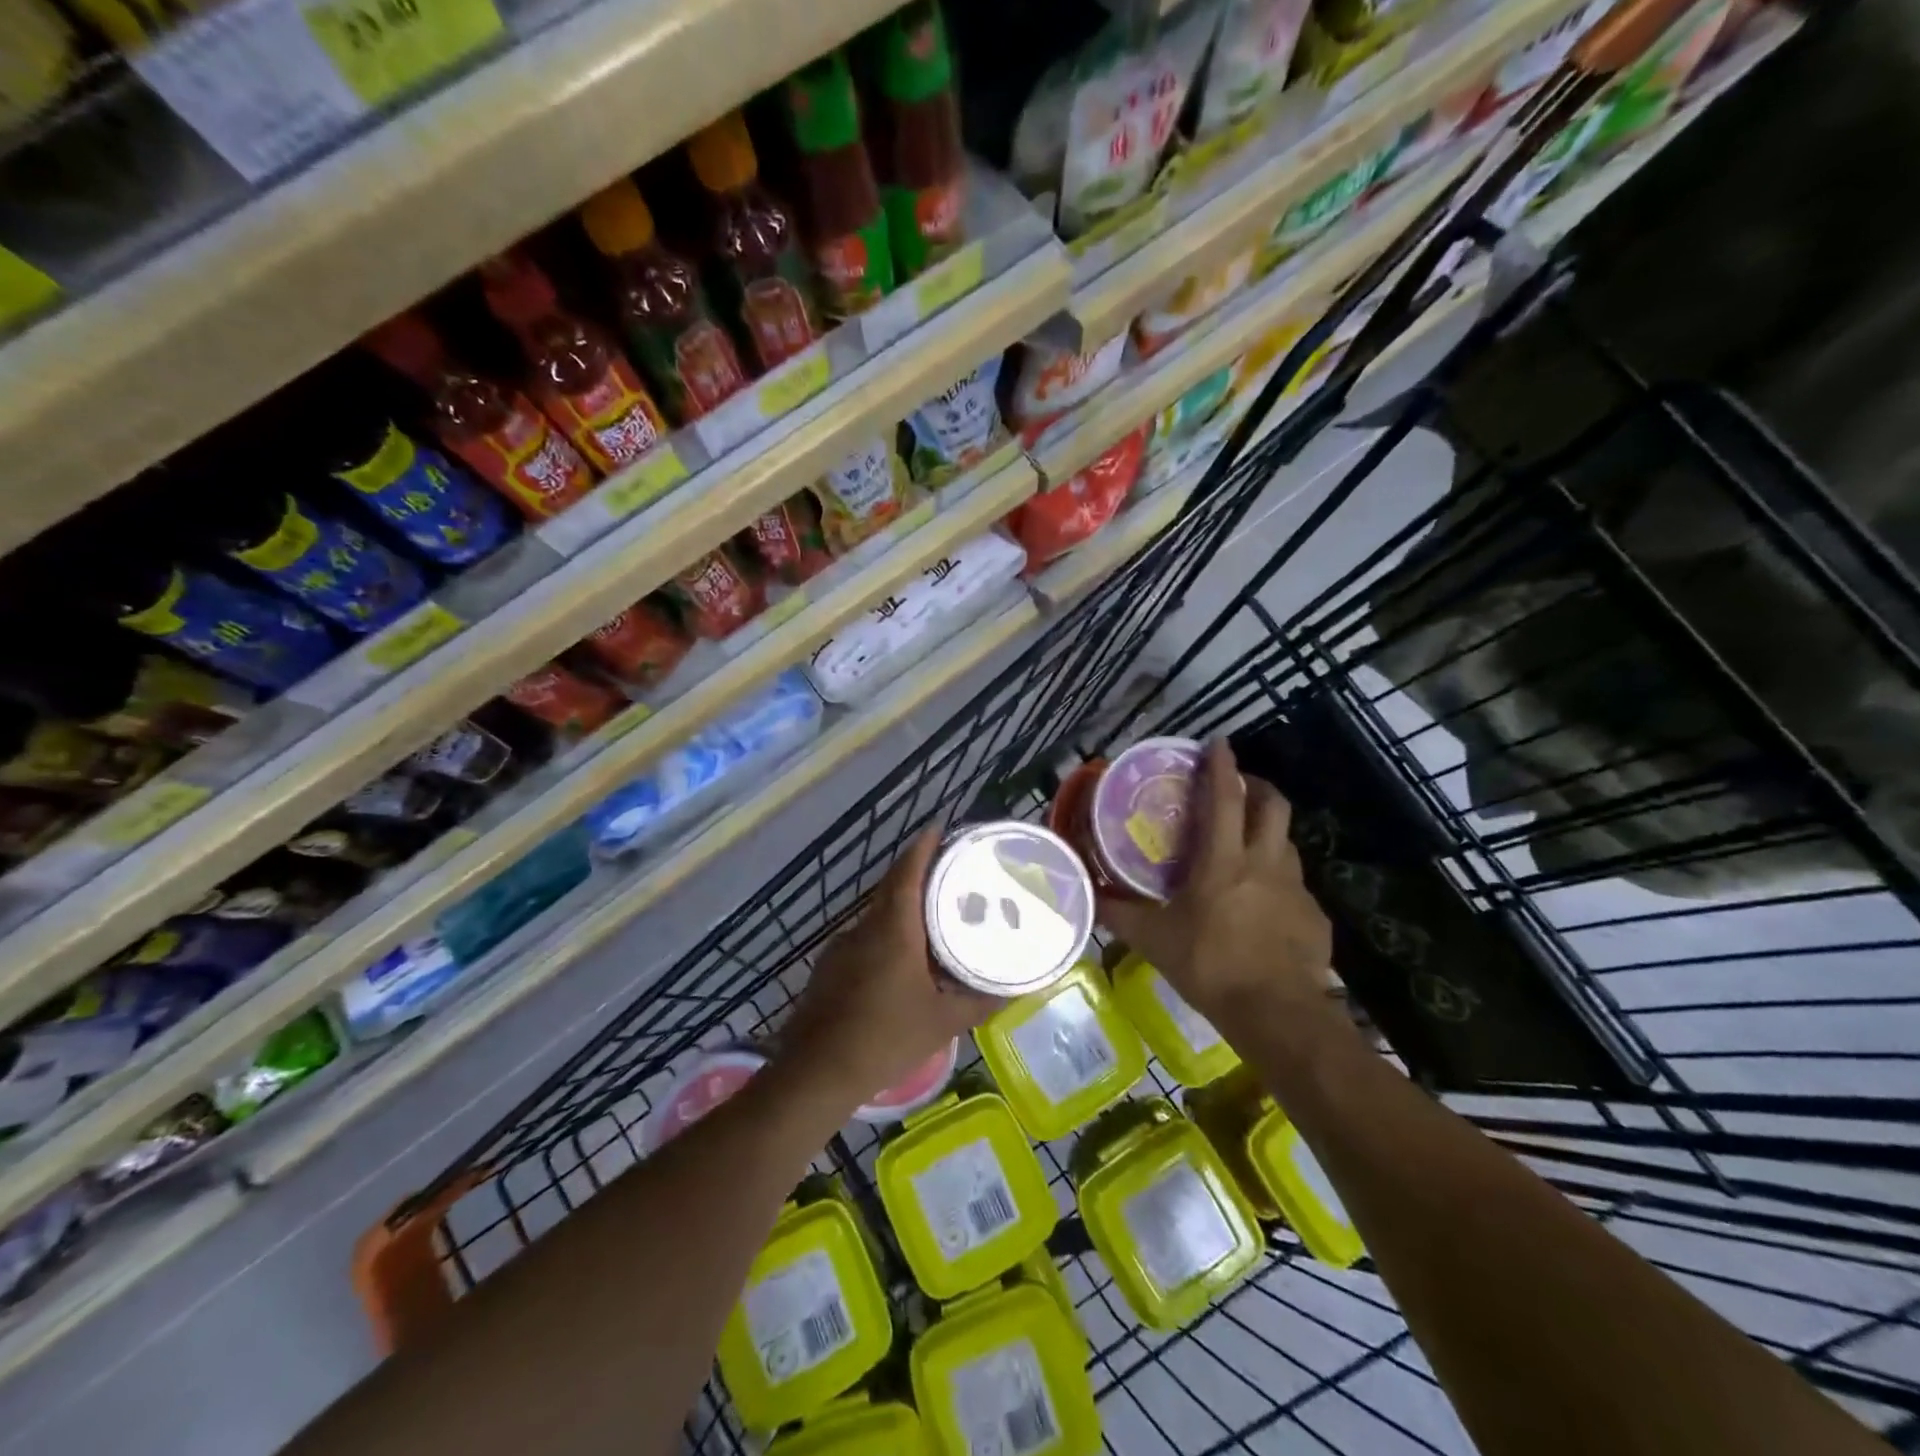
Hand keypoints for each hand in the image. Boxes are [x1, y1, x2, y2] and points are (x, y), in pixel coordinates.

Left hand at [779, 828, 998, 1107]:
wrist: (817, 1072)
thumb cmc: (885, 1038)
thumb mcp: (943, 1021)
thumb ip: (981, 1001)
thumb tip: (1017, 988)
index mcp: (893, 929)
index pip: (907, 872)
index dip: (923, 847)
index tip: (938, 828)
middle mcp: (865, 928)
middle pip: (892, 888)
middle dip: (918, 874)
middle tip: (950, 873)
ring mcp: (841, 947)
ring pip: (877, 916)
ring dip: (902, 909)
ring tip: (934, 920)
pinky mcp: (829, 969)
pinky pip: (864, 939)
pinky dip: (886, 936)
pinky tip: (901, 963)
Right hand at [1099, 739, 1337, 1032]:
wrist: (1278, 1014)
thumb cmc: (1210, 966)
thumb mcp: (1155, 940)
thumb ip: (1120, 915)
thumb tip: (1087, 897)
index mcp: (1223, 861)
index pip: (1225, 799)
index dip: (1222, 767)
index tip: (1219, 743)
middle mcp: (1264, 863)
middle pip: (1273, 806)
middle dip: (1258, 786)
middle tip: (1239, 788)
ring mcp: (1296, 889)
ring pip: (1287, 843)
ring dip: (1269, 832)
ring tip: (1248, 845)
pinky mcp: (1315, 916)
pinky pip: (1296, 885)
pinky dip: (1278, 880)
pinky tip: (1265, 903)